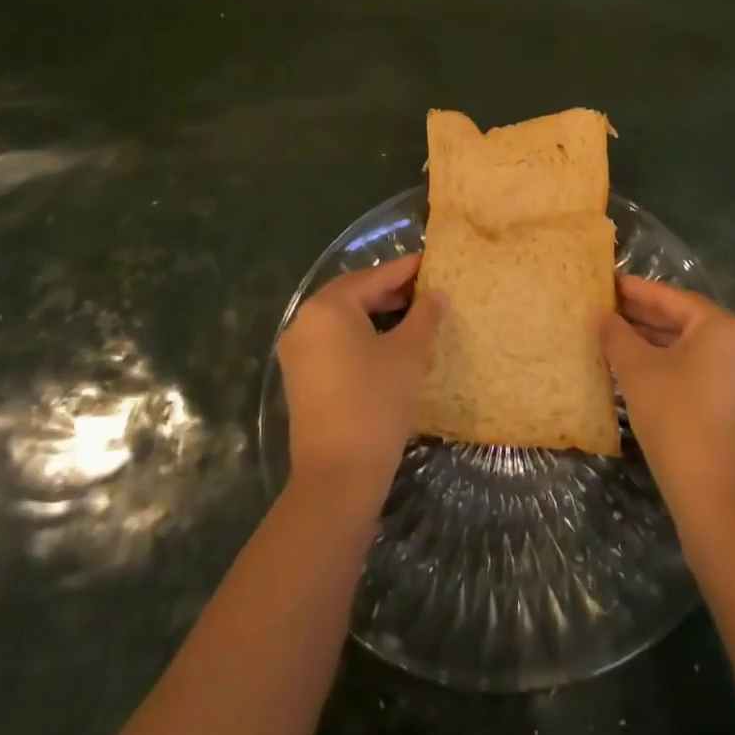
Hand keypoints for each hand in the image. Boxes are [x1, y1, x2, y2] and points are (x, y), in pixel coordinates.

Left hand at [277, 253, 444, 504]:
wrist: (338, 474)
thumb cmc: (377, 401)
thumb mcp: (409, 353)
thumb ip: (424, 316)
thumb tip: (437, 295)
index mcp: (328, 307)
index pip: (374, 277)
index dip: (406, 269)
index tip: (432, 261)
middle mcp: (304, 322)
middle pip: (352, 294)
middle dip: (388, 290)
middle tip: (424, 289)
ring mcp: (298, 352)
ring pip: (341, 319)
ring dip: (374, 313)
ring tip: (411, 315)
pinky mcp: (300, 379)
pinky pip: (333, 342)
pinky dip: (359, 335)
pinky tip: (387, 344)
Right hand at [602, 276, 734, 532]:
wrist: (717, 497)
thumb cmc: (676, 418)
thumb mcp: (637, 371)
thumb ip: (616, 335)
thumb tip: (601, 315)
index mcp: (722, 327)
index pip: (672, 298)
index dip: (636, 291)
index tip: (608, 285)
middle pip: (685, 322)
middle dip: (645, 317)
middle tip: (608, 312)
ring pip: (693, 350)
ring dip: (657, 344)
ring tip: (618, 340)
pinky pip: (702, 373)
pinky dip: (673, 367)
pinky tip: (643, 374)